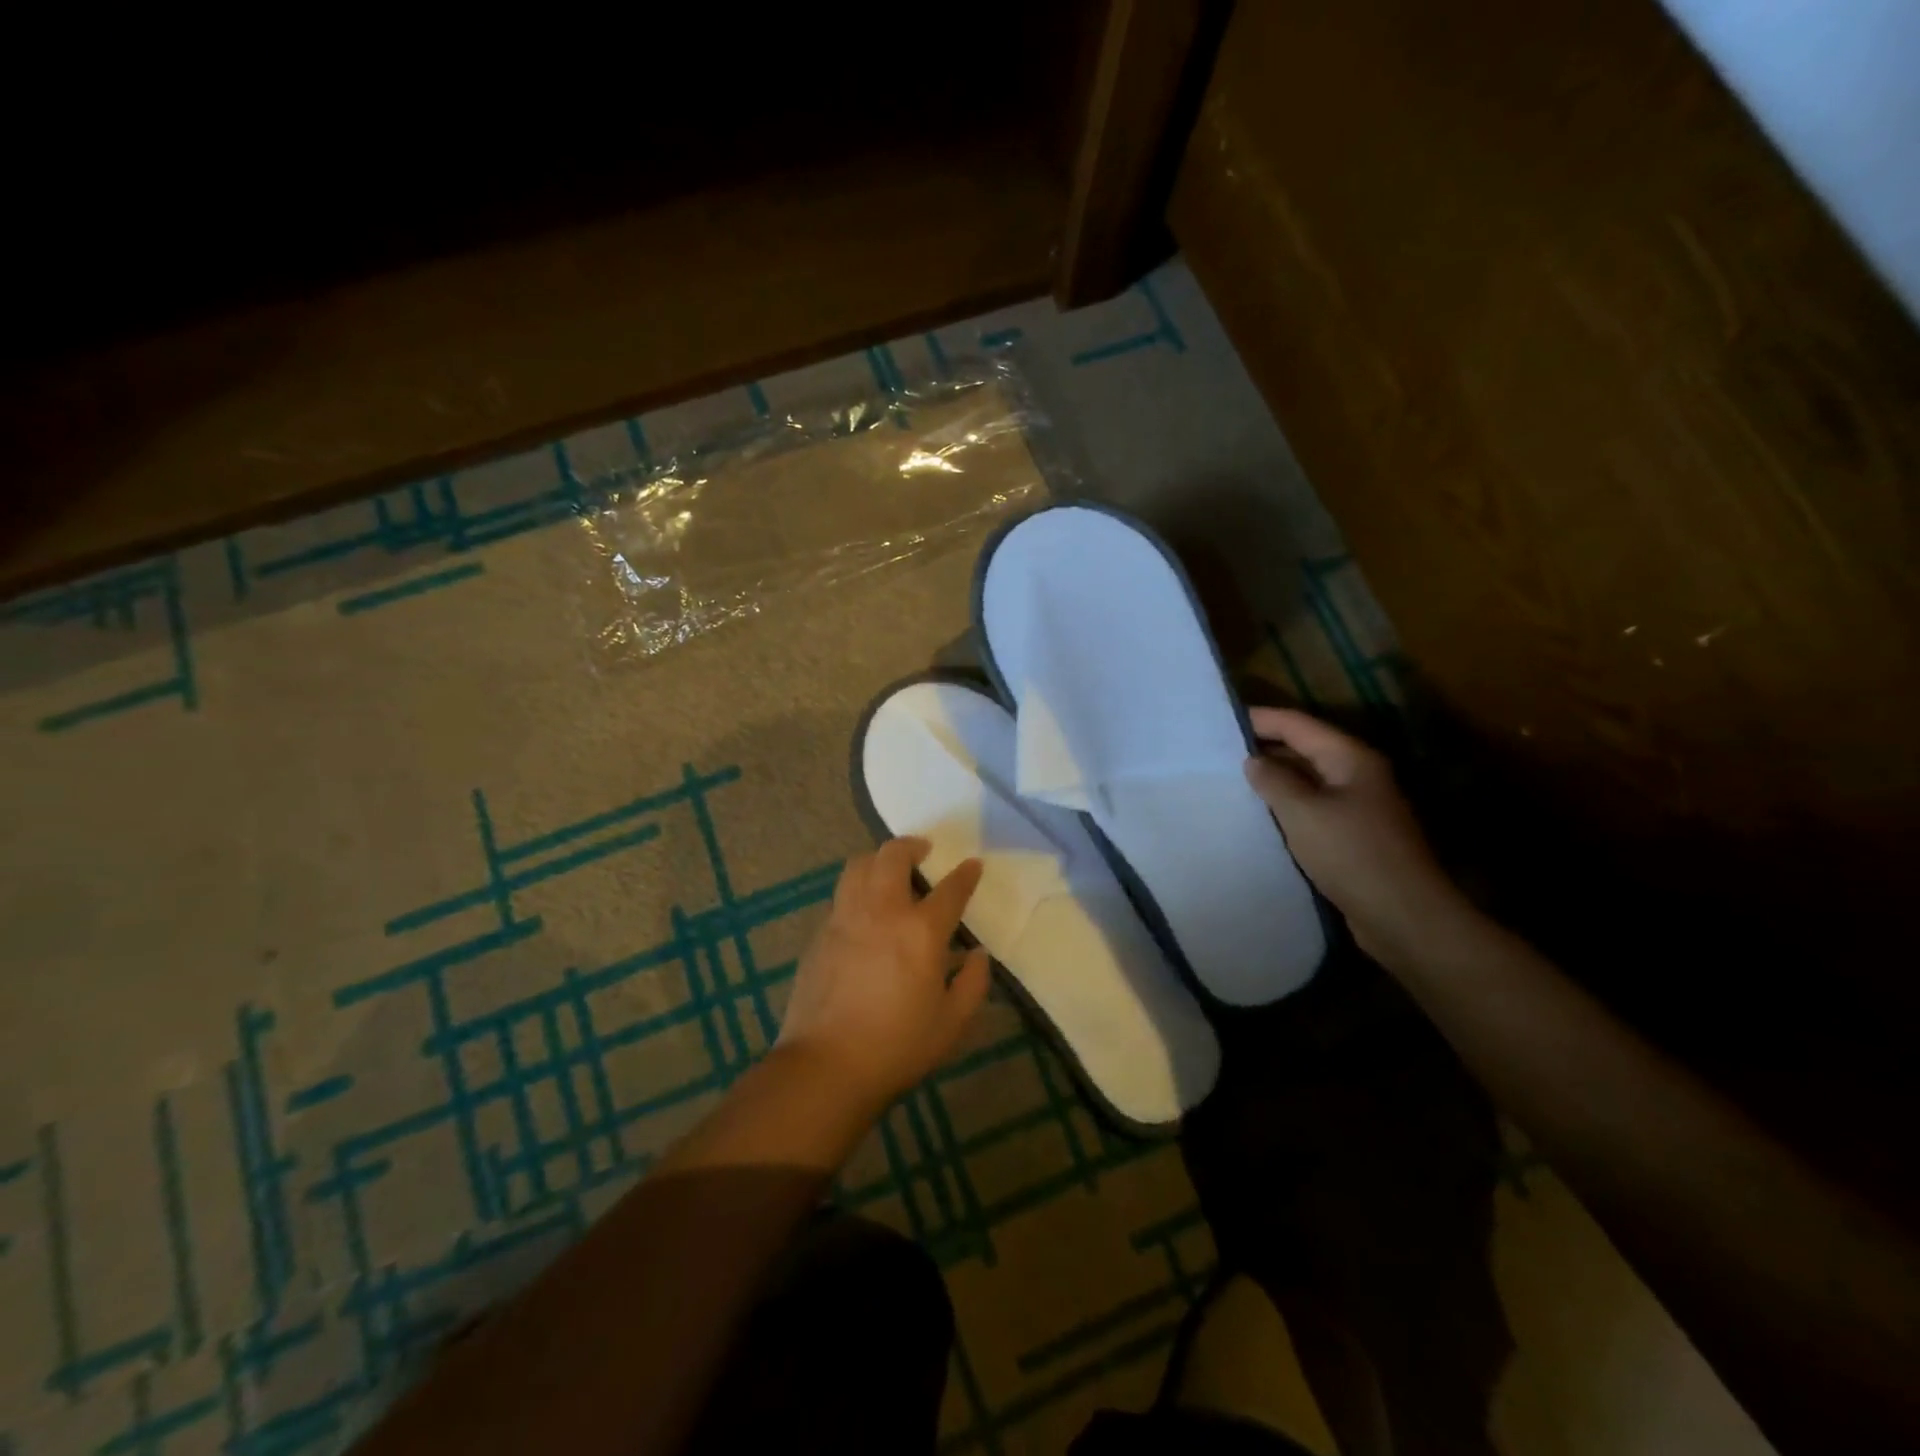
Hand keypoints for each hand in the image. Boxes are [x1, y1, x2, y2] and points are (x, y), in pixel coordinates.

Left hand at [776, 837, 990, 1114]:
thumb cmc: (896, 1048)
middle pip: (893, 856)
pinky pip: (841, 896)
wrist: (824, 1066)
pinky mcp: (819, 934)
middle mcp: (881, 912)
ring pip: (858, 866)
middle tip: (922, 851)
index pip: (950, 890)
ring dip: (878, 860)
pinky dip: (857, 891)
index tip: (972, 865)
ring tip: (889, 870)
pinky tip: (864, 913)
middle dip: (911, 845)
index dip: (965, 874)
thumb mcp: (951, 1024)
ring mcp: (844, 918)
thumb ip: (972, 983)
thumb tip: (977, 954)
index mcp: (921, 932)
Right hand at [1244, 707, 1471, 964]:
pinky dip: (1285, 808)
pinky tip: (1257, 817)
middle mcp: (1357, 776)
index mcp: (1351, 759)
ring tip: (1230, 782)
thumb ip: (1274, 781)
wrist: (1403, 917)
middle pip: (1304, 749)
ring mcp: (1357, 807)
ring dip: (1273, 781)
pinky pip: (1311, 811)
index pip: (1298, 725)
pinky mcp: (1351, 837)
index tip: (1221, 721)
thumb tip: (1254, 760)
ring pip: (1306, 782)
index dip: (1261, 719)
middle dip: (1265, 748)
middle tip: (1218, 752)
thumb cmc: (1352, 855)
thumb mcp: (1304, 812)